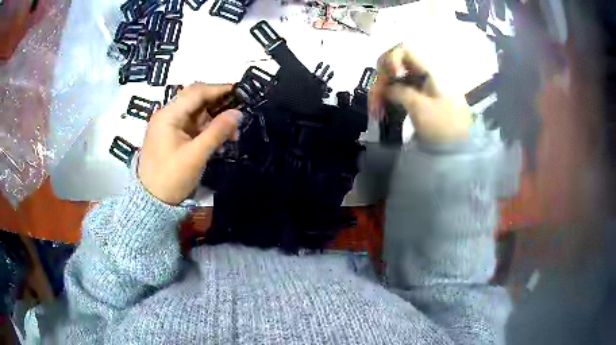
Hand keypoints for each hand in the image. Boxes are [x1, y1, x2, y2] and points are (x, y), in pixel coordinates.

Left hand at [138, 83, 240, 204]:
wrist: (151, 202)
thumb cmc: (171, 178)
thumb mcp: (196, 155)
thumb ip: (217, 132)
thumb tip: (238, 113)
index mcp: (168, 115)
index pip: (196, 92)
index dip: (219, 89)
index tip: (240, 92)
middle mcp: (167, 115)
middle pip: (195, 100)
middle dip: (218, 105)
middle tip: (238, 114)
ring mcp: (168, 126)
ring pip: (195, 113)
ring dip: (214, 119)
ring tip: (233, 133)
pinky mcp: (171, 137)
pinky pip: (192, 126)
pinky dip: (206, 129)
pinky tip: (219, 139)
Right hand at [369, 44, 471, 142]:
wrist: (458, 149)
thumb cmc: (443, 127)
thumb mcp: (420, 107)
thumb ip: (399, 91)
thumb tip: (386, 88)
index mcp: (429, 71)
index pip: (403, 50)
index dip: (391, 59)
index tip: (390, 76)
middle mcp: (423, 75)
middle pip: (394, 65)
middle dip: (381, 80)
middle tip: (375, 101)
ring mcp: (420, 87)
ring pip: (393, 80)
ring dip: (380, 93)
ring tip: (375, 112)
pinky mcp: (417, 99)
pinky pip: (397, 93)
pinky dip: (387, 100)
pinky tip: (381, 112)